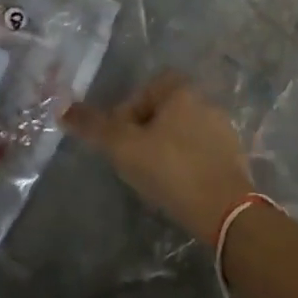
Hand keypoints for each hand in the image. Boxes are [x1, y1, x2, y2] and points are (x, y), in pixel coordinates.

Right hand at [64, 73, 255, 242]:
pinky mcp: (234, 160)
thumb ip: (94, 127)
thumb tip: (63, 109)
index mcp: (183, 92)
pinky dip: (185, 165)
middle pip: (165, 111)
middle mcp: (207, 103)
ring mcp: (224, 132)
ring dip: (165, 149)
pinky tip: (176, 187)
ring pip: (183, 133)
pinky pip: (200, 154)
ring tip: (151, 176)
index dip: (128, 109)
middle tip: (130, 158)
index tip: (118, 137)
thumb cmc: (170, 169)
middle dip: (144, 131)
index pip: (148, 87)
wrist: (225, 210)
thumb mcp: (123, 147)